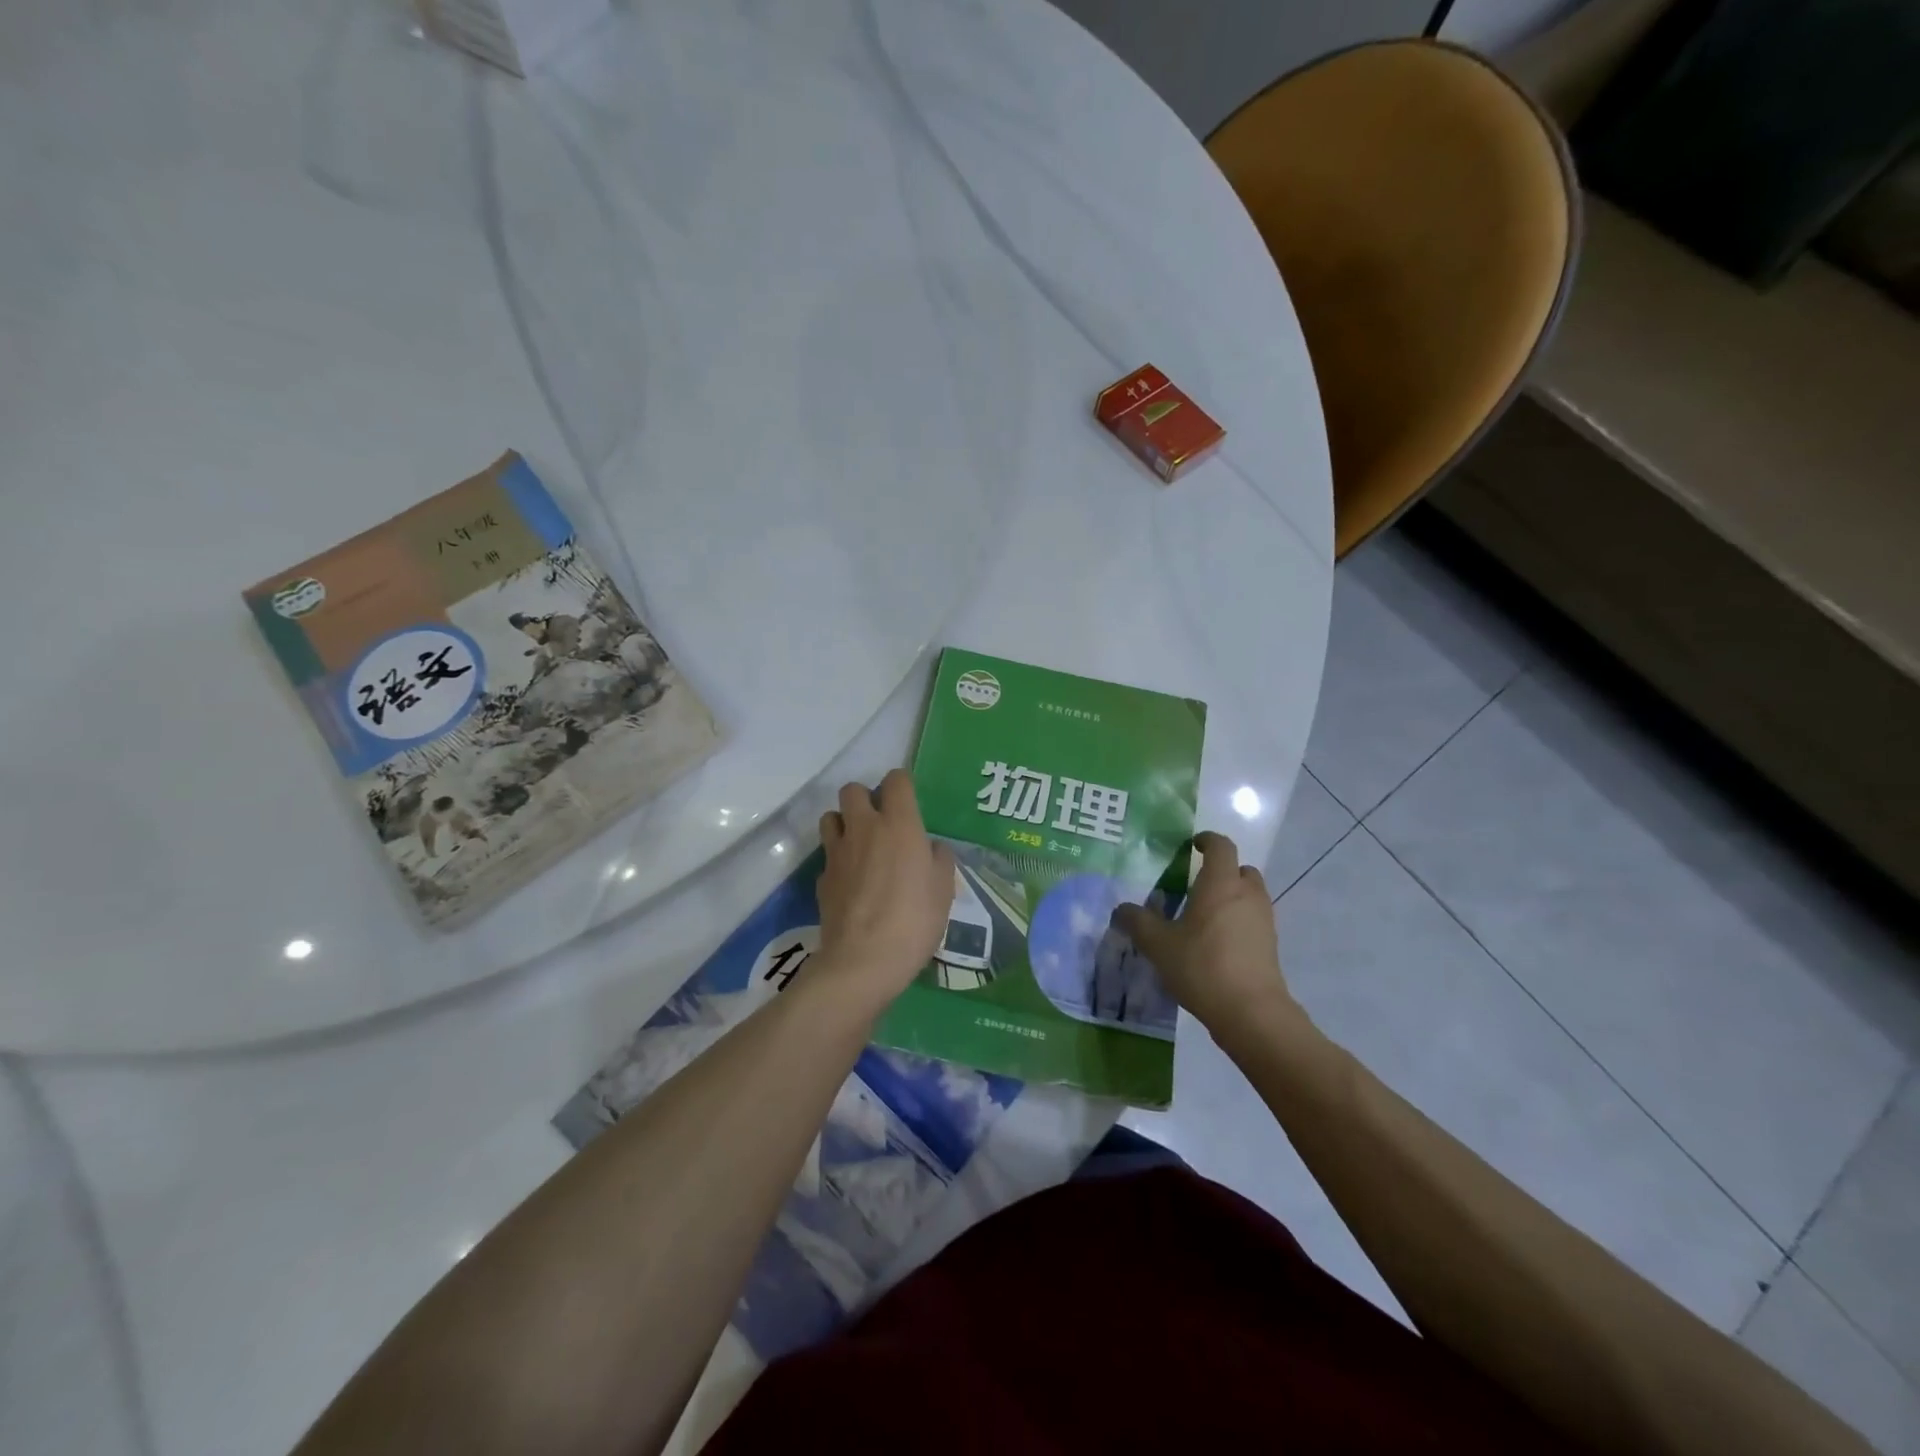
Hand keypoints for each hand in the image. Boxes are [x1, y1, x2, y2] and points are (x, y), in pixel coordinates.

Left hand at [814, 771, 955, 1014]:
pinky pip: (828, 855)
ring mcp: (837, 852)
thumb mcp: (944, 890)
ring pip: (831, 816)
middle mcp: (864, 828)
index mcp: (899, 824)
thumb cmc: (914, 920)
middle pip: (852, 790)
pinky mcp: (822, 878)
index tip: (909, 800)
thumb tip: (931, 847)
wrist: (863, 960)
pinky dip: (838, 860)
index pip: (896, 780)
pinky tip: (852, 881)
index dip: (902, 784)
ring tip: (860, 845)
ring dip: (844, 823)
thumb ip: (940, 859)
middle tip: (881, 822)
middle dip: (866, 798)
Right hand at [1113, 831, 1302, 1038]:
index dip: (1207, 841)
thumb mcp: (1158, 944)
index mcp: (1221, 883)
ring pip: (1249, 895)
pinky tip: (1215, 943)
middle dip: (1221, 871)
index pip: (1221, 846)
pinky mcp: (1269, 945)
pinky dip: (1237, 921)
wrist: (1251, 1012)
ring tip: (1202, 916)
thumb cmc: (1202, 965)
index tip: (1192, 846)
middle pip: (1240, 869)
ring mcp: (1263, 920)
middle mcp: (1247, 894)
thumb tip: (1120, 909)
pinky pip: (1252, 920)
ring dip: (1230, 897)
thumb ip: (1137, 921)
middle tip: (1195, 885)